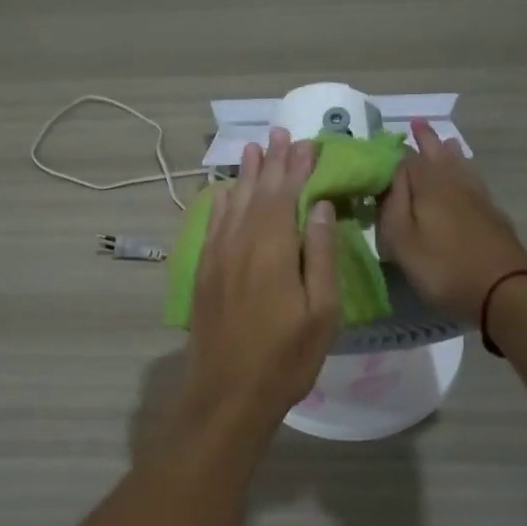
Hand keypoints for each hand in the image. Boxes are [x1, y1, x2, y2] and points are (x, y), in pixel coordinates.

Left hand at [183, 126, 340, 437]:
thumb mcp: (322, 311)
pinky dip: (222, 202)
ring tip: (255, 148)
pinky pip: (213, 224)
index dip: (298, 167)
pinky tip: (226, 191)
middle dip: (272, 161)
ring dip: (246, 174)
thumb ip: (321, 254)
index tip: (308, 144)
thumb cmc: (286, 357)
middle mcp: (241, 242)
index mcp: (273, 249)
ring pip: (233, 203)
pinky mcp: (204, 271)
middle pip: (259, 192)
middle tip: (280, 132)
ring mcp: (217, 256)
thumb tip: (321, 206)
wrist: (227, 393)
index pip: (286, 195)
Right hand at [379, 119, 526, 322]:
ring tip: (446, 142)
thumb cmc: (444, 268)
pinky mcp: (494, 215)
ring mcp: (478, 198)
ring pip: (461, 166)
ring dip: (450, 152)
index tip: (382, 144)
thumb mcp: (402, 241)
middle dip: (426, 140)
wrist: (506, 291)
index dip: (393, 151)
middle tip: (417, 123)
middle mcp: (454, 183)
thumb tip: (389, 175)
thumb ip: (391, 206)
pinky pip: (475, 181)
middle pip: (438, 155)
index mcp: (428, 185)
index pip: (406, 158)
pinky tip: (468, 179)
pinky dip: (466, 172)